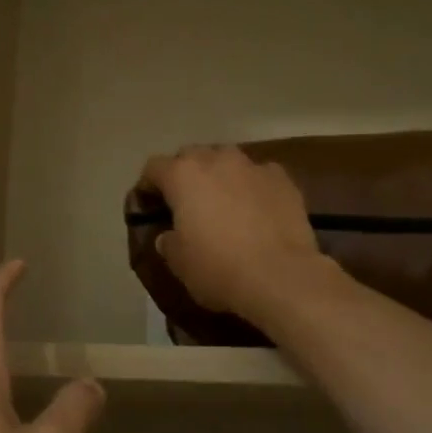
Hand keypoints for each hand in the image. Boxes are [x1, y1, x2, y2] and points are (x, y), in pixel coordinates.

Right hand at [139, 145, 326, 318]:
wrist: (280, 277)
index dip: (148, 185)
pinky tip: (257, 209)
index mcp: (182, 176)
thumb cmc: (218, 269)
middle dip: (185, 174)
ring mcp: (253, 166)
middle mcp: (216, 160)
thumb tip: (169, 236)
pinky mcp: (283, 179)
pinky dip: (253, 186)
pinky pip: (260, 175)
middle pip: (192, 155)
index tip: (149, 204)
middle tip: (187, 202)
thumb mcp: (179, 263)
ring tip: (223, 202)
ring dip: (220, 175)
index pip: (154, 167)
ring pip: (228, 160)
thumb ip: (169, 242)